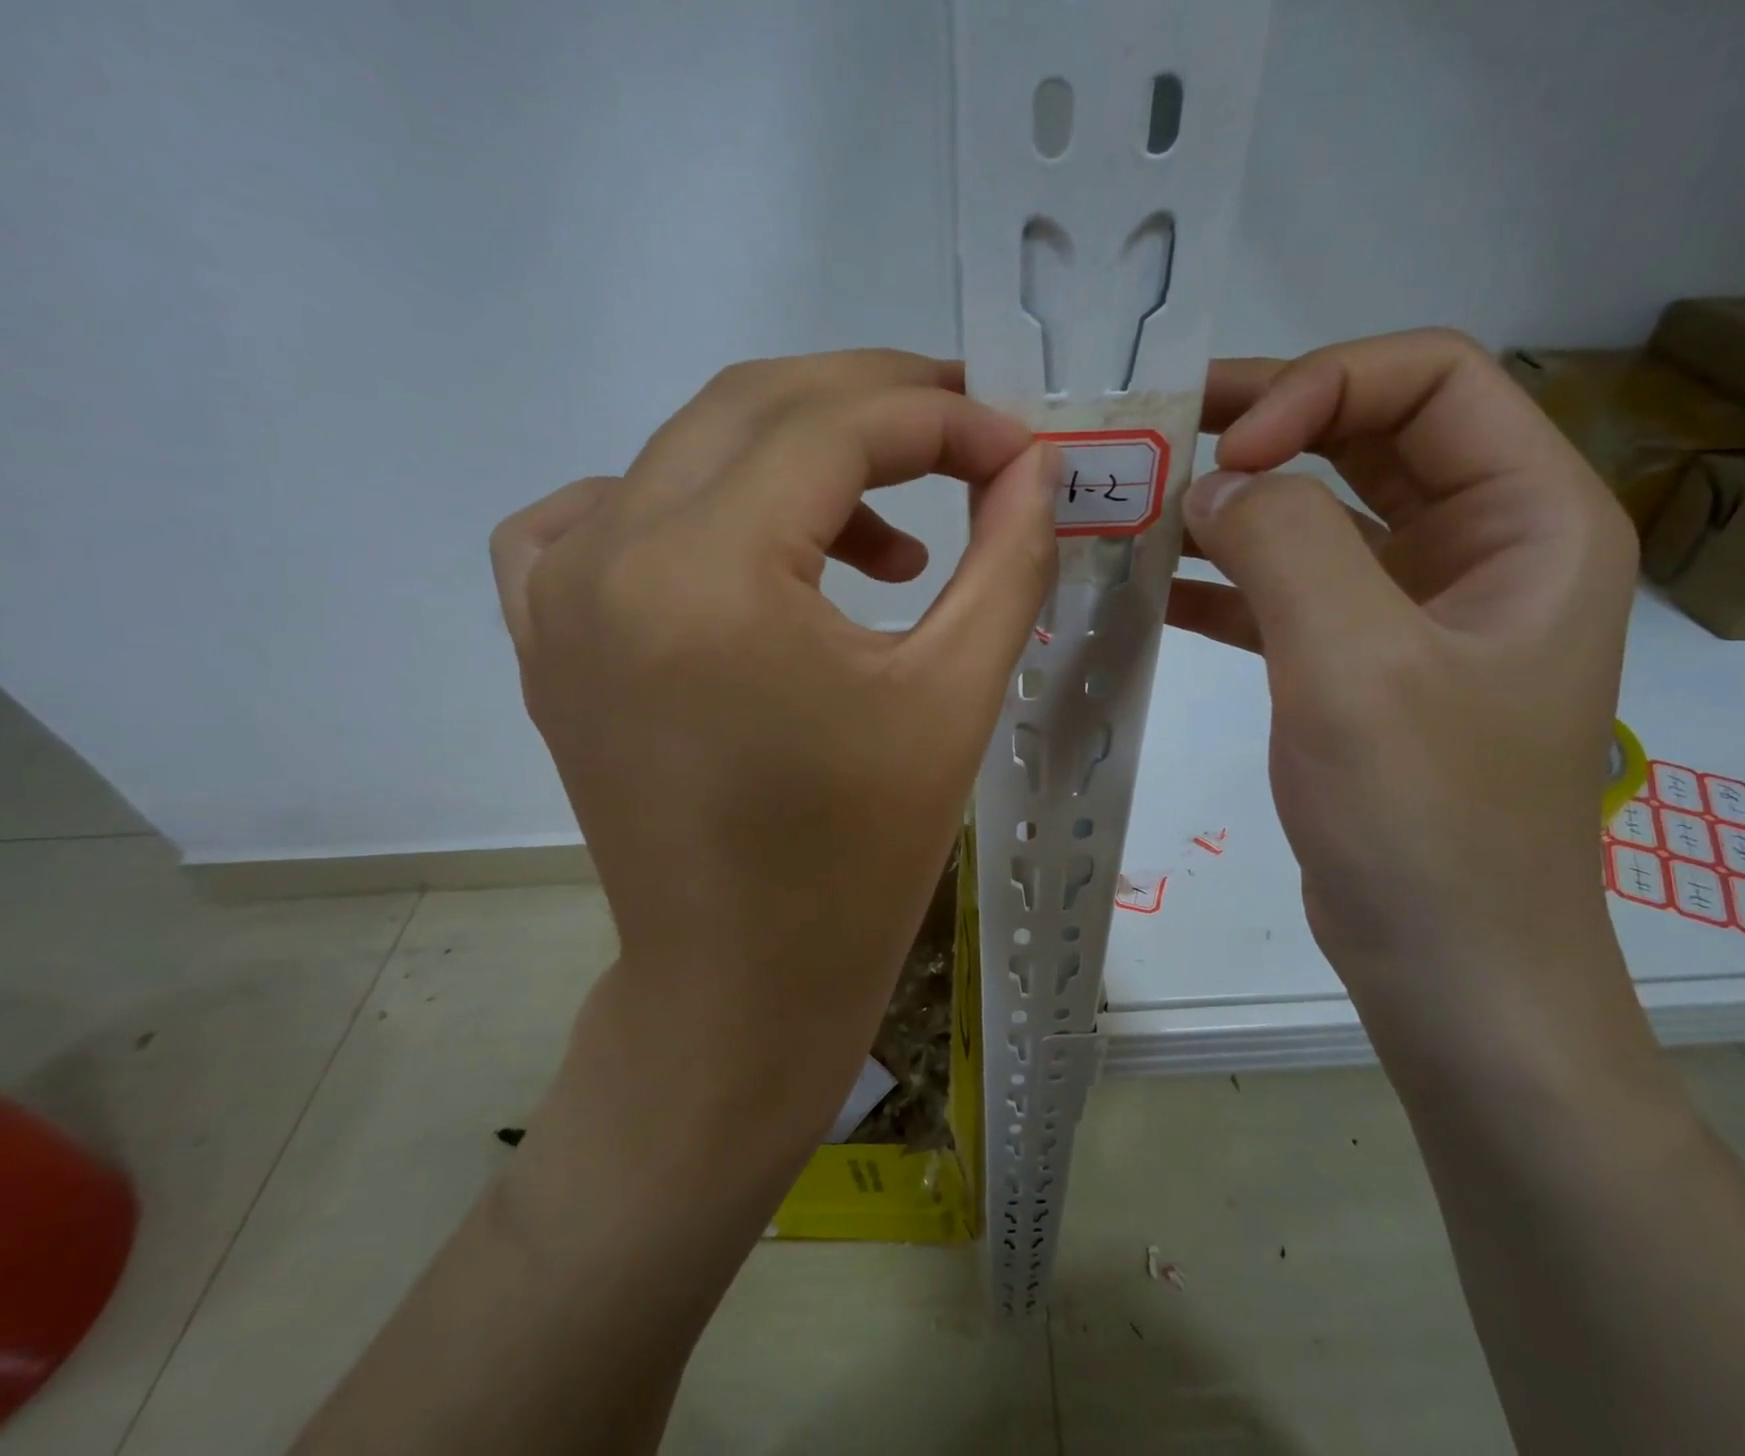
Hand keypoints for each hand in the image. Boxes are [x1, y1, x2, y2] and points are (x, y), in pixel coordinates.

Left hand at [490, 350, 1057, 1146]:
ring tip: (886, 545)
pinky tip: (745, 550)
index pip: (834, 425)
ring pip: (684, 452)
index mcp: (707, 575)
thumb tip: (1035, 468)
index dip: (943, 418)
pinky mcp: (547, 639)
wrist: (743, 979)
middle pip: (752, 408)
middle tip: (967, 437)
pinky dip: (683, 499)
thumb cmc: (860, 859)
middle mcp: (606, 558)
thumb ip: (1007, 558)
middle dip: (876, 403)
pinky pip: (596, 515)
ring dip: (795, 461)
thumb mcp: (956, 697)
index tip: (1018, 449)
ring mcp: (555, 597)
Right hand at [1170, 329, 1640, 1067]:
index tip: (1228, 452)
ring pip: (1320, 516)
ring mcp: (1416, 611)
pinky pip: (1289, 593)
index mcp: (1530, 520)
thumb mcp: (1355, 665)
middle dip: (1266, 427)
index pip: (1432, 380)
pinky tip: (1156, 587)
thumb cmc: (1423, 817)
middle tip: (1162, 436)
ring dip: (1236, 507)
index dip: (1322, 387)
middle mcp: (1482, 548)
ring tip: (1143, 508)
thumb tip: (1213, 484)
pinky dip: (1226, 582)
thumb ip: (1285, 546)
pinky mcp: (1359, 666)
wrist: (1446, 961)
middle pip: (1370, 436)